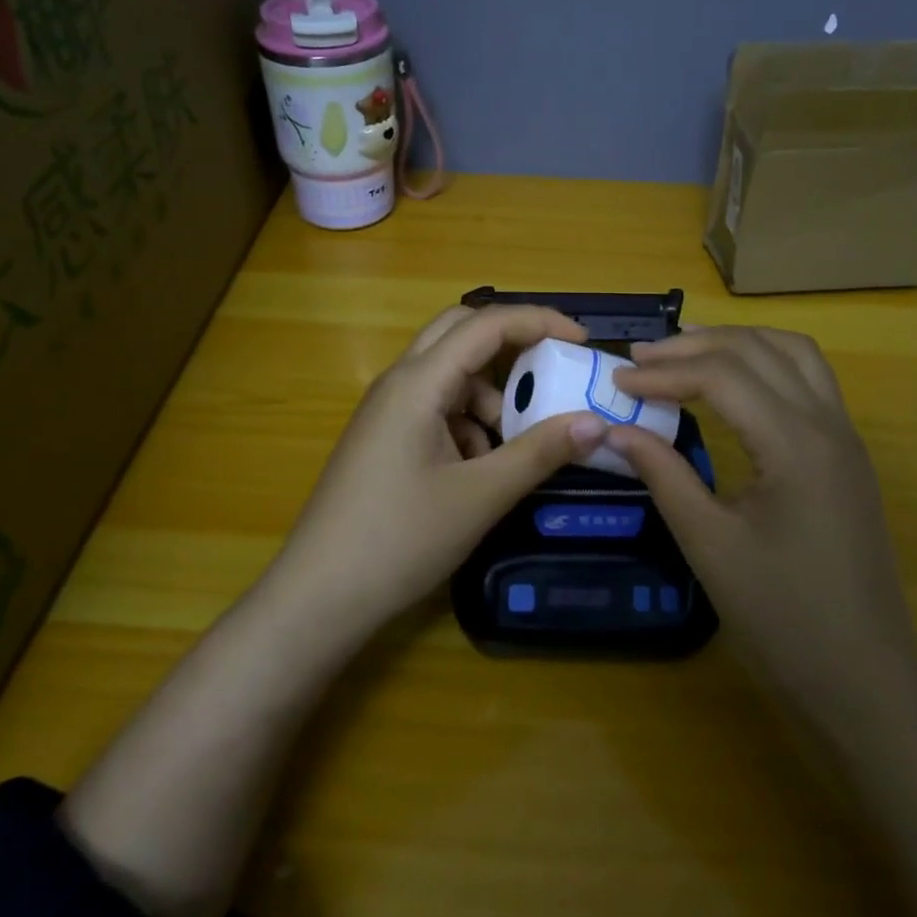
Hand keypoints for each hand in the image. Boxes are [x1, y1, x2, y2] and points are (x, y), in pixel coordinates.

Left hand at [271, 304, 609, 629]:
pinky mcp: (384, 438)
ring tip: (516, 444)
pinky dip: (467, 422)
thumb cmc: (400, 539)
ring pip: (449, 375)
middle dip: (511, 346)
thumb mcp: (481, 496)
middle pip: (460, 334)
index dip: (539, 322)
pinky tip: (479, 471)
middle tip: (552, 371)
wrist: (320, 594)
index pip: (485, 324)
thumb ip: (540, 452)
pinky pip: (435, 408)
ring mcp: (387, 410)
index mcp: (418, 382)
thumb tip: (595, 422)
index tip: (583, 342)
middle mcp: (399, 382)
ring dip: (490, 394)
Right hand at [605, 326, 916, 701]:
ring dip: (737, 343)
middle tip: (641, 358)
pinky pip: (809, 379)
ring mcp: (846, 437)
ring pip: (793, 353)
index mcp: (796, 445)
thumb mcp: (708, 544)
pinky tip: (733, 384)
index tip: (617, 381)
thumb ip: (663, 474)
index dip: (664, 372)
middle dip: (695, 345)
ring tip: (684, 353)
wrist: (863, 677)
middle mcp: (829, 425)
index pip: (722, 376)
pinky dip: (765, 362)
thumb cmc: (781, 617)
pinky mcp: (848, 455)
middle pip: (759, 350)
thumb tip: (615, 429)